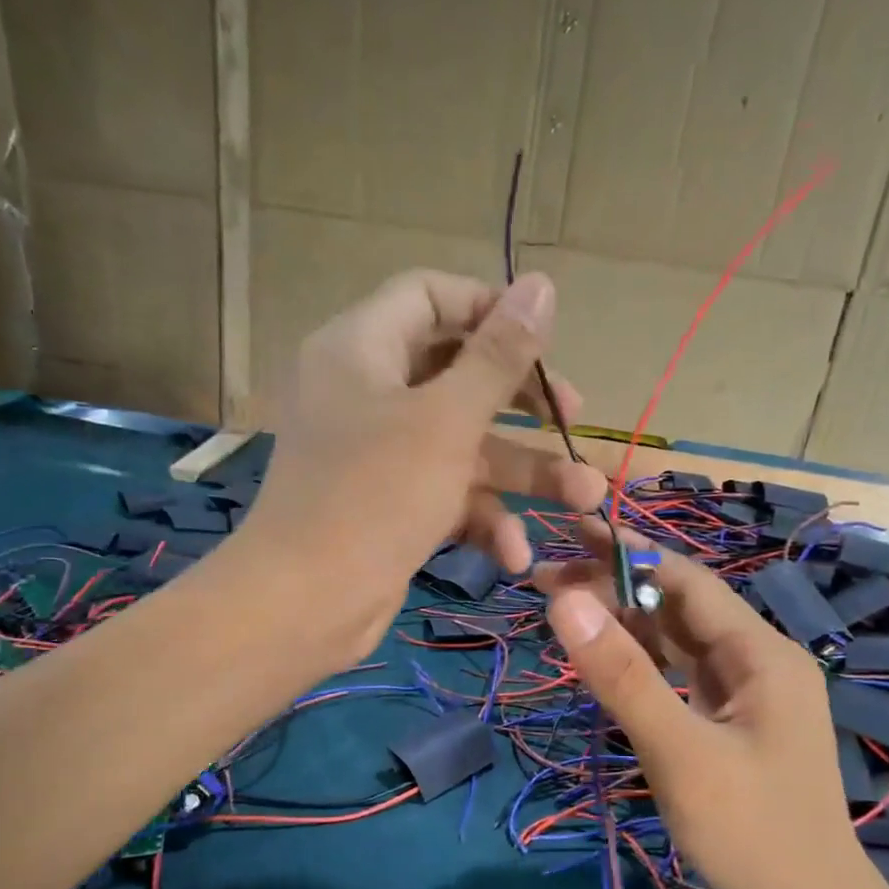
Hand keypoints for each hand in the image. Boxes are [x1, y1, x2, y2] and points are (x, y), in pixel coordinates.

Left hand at [241, 270, 605, 658]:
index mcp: (362, 347)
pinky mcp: (389, 503)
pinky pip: (444, 492)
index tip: (544, 343)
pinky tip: (512, 554)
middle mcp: (366, 391)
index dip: (490, 310)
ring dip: (522, 472)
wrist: (305, 605)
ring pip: (462, 442)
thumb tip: (541, 283)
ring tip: (583, 497)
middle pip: (456, 372)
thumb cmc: (376, 496)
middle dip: (522, 402)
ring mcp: (377, 452)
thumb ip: (498, 355)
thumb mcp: (447, 420)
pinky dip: (480, 517)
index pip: (430, 296)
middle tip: (573, 419)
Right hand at [535, 524, 888, 888]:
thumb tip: (563, 600)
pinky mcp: (733, 725)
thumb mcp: (680, 753)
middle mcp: (757, 661)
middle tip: (545, 583)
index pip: (685, 579)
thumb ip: (623, 676)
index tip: (565, 537)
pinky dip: (641, 665)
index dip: (626, 554)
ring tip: (563, 612)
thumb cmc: (754, 836)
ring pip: (678, 643)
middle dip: (616, 588)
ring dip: (626, 625)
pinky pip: (681, 678)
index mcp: (759, 652)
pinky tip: (606, 663)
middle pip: (680, 607)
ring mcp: (747, 695)